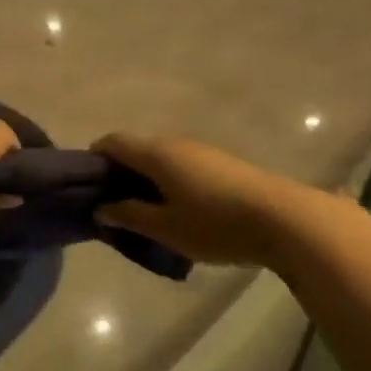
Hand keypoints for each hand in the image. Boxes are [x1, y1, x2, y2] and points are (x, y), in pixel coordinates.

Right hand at [92, 133, 296, 266]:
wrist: (284, 220)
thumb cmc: (215, 224)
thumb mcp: (165, 227)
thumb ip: (129, 216)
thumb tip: (102, 208)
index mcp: (157, 154)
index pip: (112, 142)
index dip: (94, 158)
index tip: (87, 186)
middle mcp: (177, 144)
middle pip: (137, 149)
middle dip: (119, 173)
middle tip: (112, 205)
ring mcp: (203, 152)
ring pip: (161, 158)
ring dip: (145, 179)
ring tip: (143, 213)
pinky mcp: (222, 165)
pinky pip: (182, 166)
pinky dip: (168, 182)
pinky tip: (175, 211)